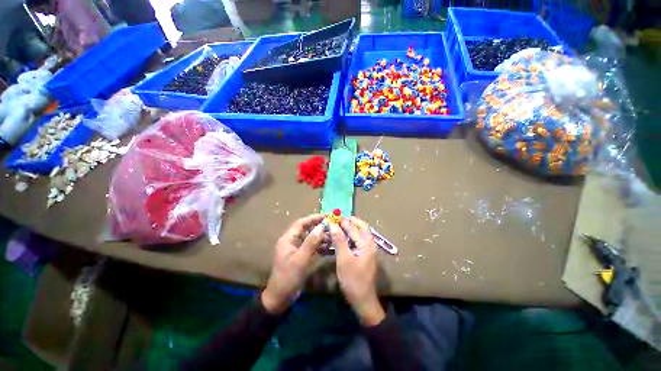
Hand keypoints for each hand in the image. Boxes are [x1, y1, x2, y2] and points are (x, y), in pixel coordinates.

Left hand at [261, 214, 324, 313]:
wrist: (281, 298)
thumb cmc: (288, 277)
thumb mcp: (300, 259)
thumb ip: (311, 242)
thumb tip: (321, 227)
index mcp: (288, 239)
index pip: (301, 223)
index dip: (314, 218)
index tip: (327, 217)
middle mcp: (293, 241)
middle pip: (308, 229)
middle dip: (320, 227)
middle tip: (333, 226)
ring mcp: (298, 249)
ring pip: (312, 238)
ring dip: (322, 237)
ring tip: (334, 236)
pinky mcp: (303, 257)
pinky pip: (313, 247)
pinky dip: (321, 246)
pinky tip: (331, 246)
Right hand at [331, 217, 384, 325]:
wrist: (363, 300)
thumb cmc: (352, 279)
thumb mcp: (343, 259)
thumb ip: (339, 240)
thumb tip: (333, 224)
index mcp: (367, 243)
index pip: (354, 227)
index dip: (343, 221)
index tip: (333, 216)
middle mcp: (370, 243)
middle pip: (361, 227)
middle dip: (350, 221)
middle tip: (338, 219)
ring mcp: (369, 249)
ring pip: (361, 233)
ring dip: (351, 227)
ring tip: (339, 225)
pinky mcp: (366, 254)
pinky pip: (359, 239)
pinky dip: (352, 235)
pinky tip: (343, 236)